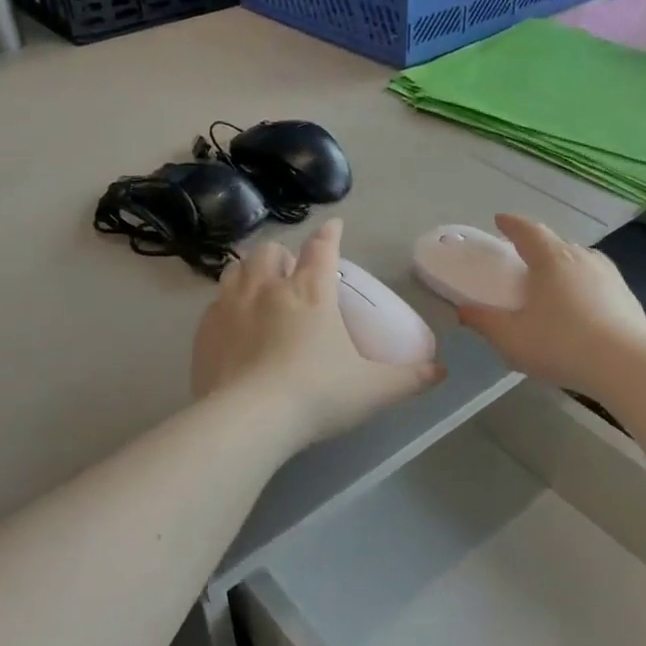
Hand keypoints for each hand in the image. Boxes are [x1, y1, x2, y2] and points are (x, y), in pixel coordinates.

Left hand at [191, 218, 442, 445]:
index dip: (330, 234)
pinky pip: (214, 303)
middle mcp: (268, 288)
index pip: (322, 248)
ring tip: (259, 288)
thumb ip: (409, 379)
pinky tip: (232, 324)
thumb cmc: (317, 395)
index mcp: (311, 292)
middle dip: (282, 255)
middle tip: (290, 274)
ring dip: (250, 271)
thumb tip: (440, 372)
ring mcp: (230, 306)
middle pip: (270, 251)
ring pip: (237, 268)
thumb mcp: (372, 390)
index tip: (334, 225)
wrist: (249, 420)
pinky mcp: (204, 331)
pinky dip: (226, 305)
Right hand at [455, 215, 645, 396]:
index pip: (528, 231)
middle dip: (538, 246)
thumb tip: (463, 310)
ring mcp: (609, 276)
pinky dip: (585, 287)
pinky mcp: (627, 297)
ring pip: (581, 261)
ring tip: (554, 283)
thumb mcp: (510, 338)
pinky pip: (599, 282)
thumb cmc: (559, 344)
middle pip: (556, 243)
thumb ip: (484, 321)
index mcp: (551, 259)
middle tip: (524, 258)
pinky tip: (582, 309)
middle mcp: (582, 258)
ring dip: (564, 265)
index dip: (512, 224)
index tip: (500, 220)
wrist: (625, 364)